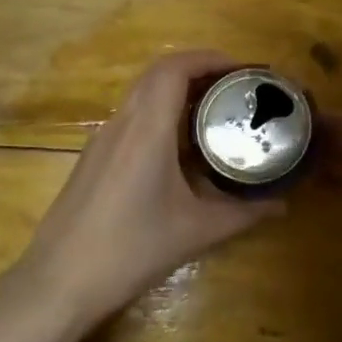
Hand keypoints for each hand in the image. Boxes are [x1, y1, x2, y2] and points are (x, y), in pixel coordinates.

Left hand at [12, 50, 286, 332]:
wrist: (59, 282)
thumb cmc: (131, 250)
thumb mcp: (196, 231)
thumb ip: (243, 213)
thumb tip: (282, 205)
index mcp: (146, 130)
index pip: (174, 69)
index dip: (209, 58)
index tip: (243, 71)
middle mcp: (121, 124)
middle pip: (158, 75)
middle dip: (199, 72)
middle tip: (236, 90)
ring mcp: (102, 141)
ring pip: (142, 96)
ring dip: (178, 94)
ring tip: (216, 114)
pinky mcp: (94, 160)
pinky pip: (131, 120)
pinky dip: (161, 116)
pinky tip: (182, 149)